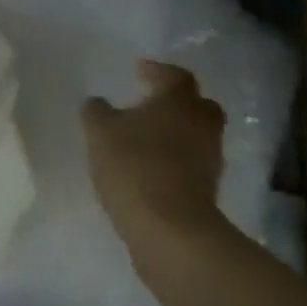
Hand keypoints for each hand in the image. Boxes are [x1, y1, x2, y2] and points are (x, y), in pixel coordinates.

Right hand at [82, 61, 226, 245]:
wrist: (172, 234)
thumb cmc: (136, 167)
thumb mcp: (100, 132)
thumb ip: (96, 112)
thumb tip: (97, 103)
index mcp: (179, 101)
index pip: (176, 75)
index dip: (158, 71)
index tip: (139, 71)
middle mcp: (201, 125)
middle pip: (199, 105)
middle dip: (179, 102)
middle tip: (154, 105)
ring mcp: (210, 161)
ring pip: (198, 137)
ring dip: (178, 135)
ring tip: (148, 141)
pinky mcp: (209, 195)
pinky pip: (194, 167)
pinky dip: (178, 164)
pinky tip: (153, 171)